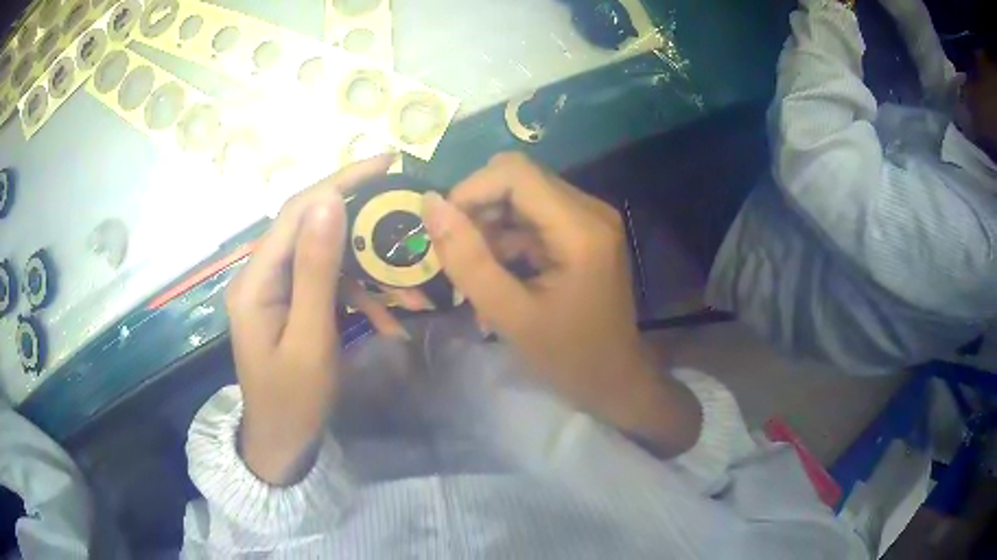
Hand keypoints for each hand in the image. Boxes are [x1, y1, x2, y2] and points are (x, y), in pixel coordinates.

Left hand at [226, 155, 398, 484]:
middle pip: (311, 226)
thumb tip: (329, 201)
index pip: (297, 211)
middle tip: (405, 211)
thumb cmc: (293, 400)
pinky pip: (327, 284)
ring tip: (409, 286)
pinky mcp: (291, 303)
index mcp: (257, 280)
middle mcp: (261, 274)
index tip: (386, 162)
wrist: (281, 442)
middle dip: (360, 218)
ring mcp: (276, 289)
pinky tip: (387, 317)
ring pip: (325, 256)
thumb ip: (316, 270)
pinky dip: (359, 294)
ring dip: (367, 268)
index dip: (340, 181)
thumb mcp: (310, 339)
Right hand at [422, 153, 700, 455]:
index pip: (515, 173)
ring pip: (521, 197)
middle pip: (517, 180)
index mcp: (581, 229)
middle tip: (463, 259)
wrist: (614, 379)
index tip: (447, 232)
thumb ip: (468, 260)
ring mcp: (590, 218)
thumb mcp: (509, 315)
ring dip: (491, 228)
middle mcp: (591, 210)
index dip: (471, 190)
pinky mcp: (584, 230)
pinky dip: (508, 239)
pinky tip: (500, 276)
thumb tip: (430, 204)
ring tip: (480, 276)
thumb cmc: (567, 357)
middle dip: (479, 212)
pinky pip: (533, 216)